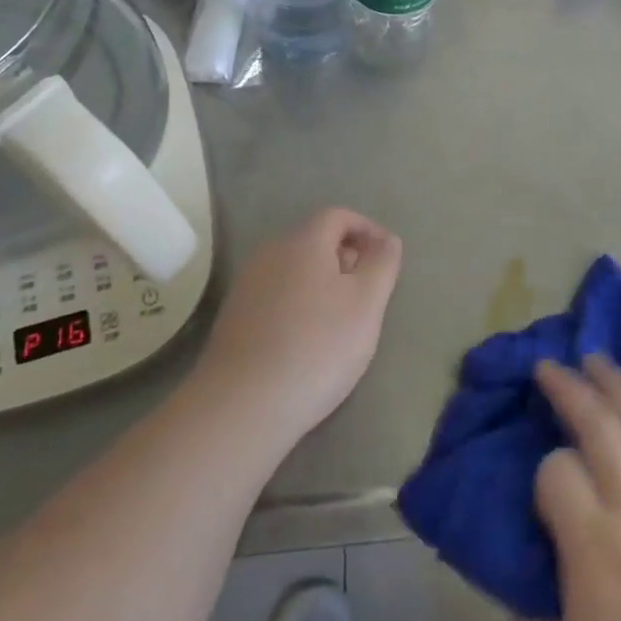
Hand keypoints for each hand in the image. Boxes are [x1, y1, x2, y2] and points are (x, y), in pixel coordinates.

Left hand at [197, 208, 401, 445]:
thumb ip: (383, 264)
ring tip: (342, 318)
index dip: (367, 229)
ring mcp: (247, 285)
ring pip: (294, 268)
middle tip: (368, 290)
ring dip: (322, 281)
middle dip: (345, 256)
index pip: (338, 216)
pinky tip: (308, 339)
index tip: (386, 257)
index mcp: (303, 241)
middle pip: (314, 240)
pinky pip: (276, 294)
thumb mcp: (367, 303)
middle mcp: (270, 252)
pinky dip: (299, 303)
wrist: (242, 405)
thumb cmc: (317, 346)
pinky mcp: (233, 317)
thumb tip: (387, 239)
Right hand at [519, 357, 620, 620]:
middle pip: (601, 424)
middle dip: (572, 387)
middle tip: (552, 364)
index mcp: (593, 542)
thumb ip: (530, 617)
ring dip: (619, 385)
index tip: (542, 491)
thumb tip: (520, 576)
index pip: (557, 470)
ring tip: (600, 360)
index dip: (543, 470)